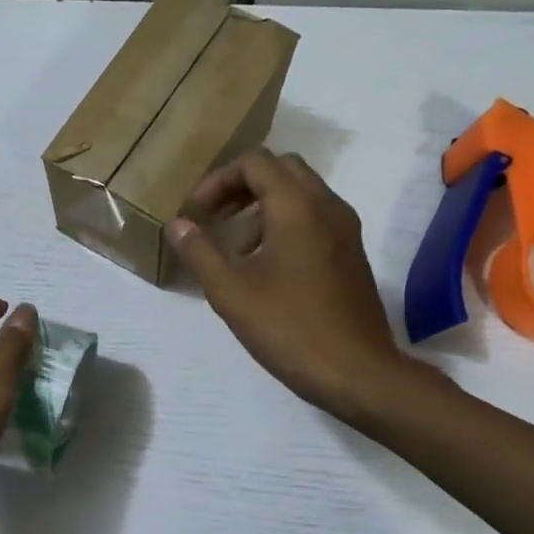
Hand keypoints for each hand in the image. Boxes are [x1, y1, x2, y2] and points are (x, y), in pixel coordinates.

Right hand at [169, 149, 439, 429]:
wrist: (356, 371)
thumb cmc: (288, 328)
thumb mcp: (231, 292)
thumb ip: (200, 252)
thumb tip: (177, 224)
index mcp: (297, 207)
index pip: (255, 162)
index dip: (218, 180)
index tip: (196, 214)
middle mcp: (327, 206)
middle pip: (281, 169)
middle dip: (242, 186)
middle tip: (214, 218)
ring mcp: (345, 229)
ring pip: (300, 193)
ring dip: (263, 205)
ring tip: (236, 248)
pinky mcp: (351, 253)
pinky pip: (314, 217)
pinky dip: (285, 223)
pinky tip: (265, 266)